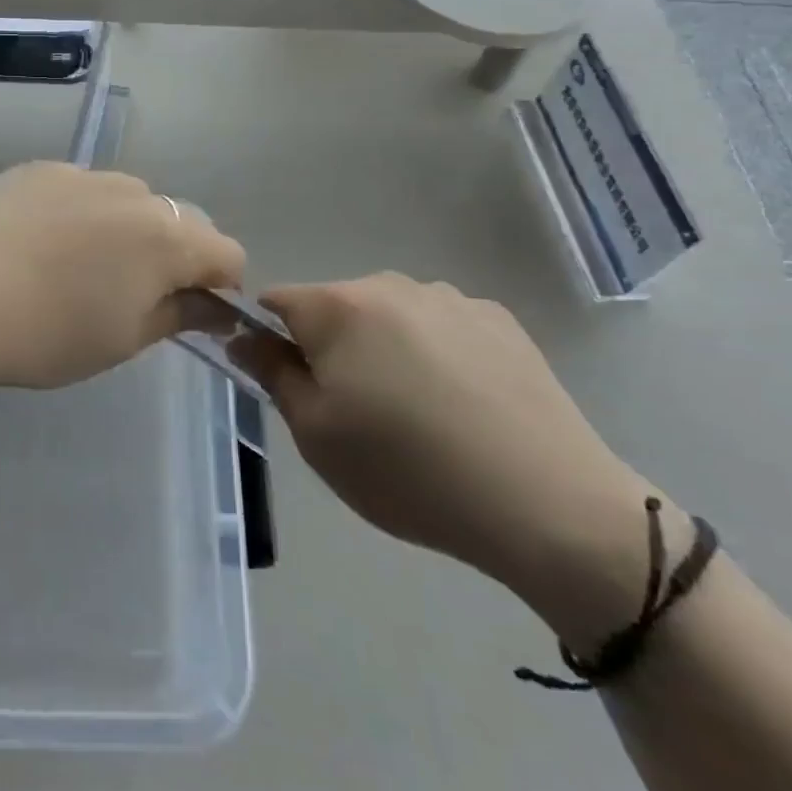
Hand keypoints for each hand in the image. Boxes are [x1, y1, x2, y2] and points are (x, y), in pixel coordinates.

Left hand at [0, 163, 246, 391]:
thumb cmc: (46, 334)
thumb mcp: (122, 339)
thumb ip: (179, 315)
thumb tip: (215, 306)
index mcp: (165, 237)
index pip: (225, 252)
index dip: (220, 285)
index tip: (193, 313)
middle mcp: (131, 192)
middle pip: (179, 220)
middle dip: (174, 255)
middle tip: (133, 294)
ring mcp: (80, 173)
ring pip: (127, 200)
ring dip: (126, 229)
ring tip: (80, 267)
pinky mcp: (36, 169)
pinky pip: (79, 189)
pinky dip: (80, 213)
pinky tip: (40, 244)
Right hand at [245, 274, 682, 646]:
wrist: (547, 505)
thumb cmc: (408, 471)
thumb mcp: (316, 434)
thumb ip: (271, 374)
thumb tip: (243, 336)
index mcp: (340, 307)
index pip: (277, 302)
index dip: (270, 339)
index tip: (289, 384)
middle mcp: (392, 285)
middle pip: (336, 308)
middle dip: (331, 347)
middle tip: (355, 413)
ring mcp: (451, 298)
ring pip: (390, 316)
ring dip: (384, 349)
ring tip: (416, 414)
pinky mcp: (500, 320)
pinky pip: (441, 327)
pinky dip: (435, 354)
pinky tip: (463, 406)